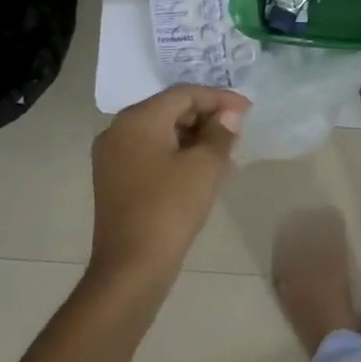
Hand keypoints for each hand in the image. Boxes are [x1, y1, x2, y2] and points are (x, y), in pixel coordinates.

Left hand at [90, 86, 248, 291]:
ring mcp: (112, 155)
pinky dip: (177, 152)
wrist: (131, 267)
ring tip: (225, 149)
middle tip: (237, 129)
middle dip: (206, 116)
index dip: (219, 98)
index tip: (248, 109)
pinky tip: (201, 167)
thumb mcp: (205, 166)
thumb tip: (229, 115)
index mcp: (138, 119)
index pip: (184, 94)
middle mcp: (118, 129)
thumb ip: (220, 132)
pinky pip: (151, 151)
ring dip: (194, 136)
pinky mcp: (114, 178)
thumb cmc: (170, 208)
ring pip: (160, 131)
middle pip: (170, 109)